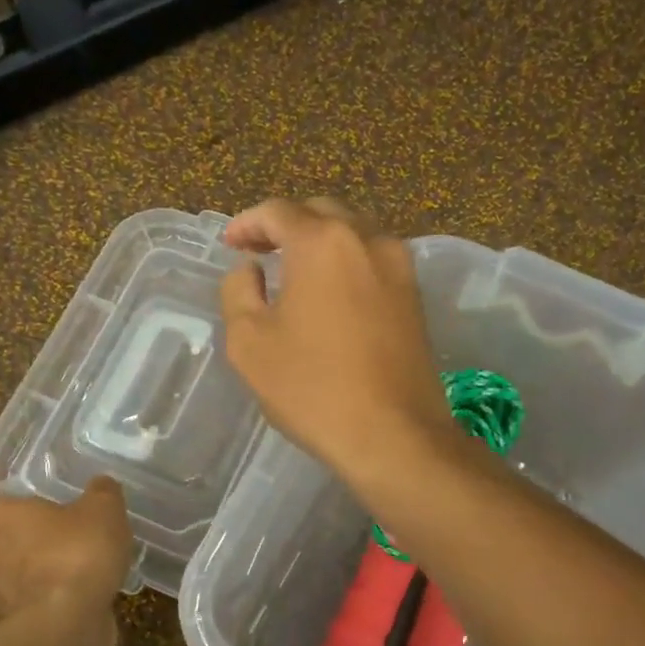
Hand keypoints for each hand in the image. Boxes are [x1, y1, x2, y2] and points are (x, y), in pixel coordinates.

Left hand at [0, 477, 133, 616]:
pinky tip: (40, 603)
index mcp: (6, 521)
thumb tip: (101, 484)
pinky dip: (18, 610)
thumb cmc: (79, 553)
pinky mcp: (18, 628)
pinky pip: (8, 616)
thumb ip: (102, 494)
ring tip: (10, 577)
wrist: (73, 622)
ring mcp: (2, 597)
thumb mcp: (103, 511)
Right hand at [220, 198, 452, 481]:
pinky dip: (346, 261)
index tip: (230, 244)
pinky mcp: (415, 295)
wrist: (393, 434)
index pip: (278, 211)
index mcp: (322, 242)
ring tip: (294, 269)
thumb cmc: (311, 387)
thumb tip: (250, 270)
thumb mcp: (249, 342)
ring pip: (353, 232)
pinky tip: (330, 292)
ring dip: (320, 240)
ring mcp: (399, 266)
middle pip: (320, 212)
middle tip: (259, 252)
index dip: (247, 223)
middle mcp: (366, 239)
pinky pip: (374, 259)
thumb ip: (239, 292)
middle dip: (286, 225)